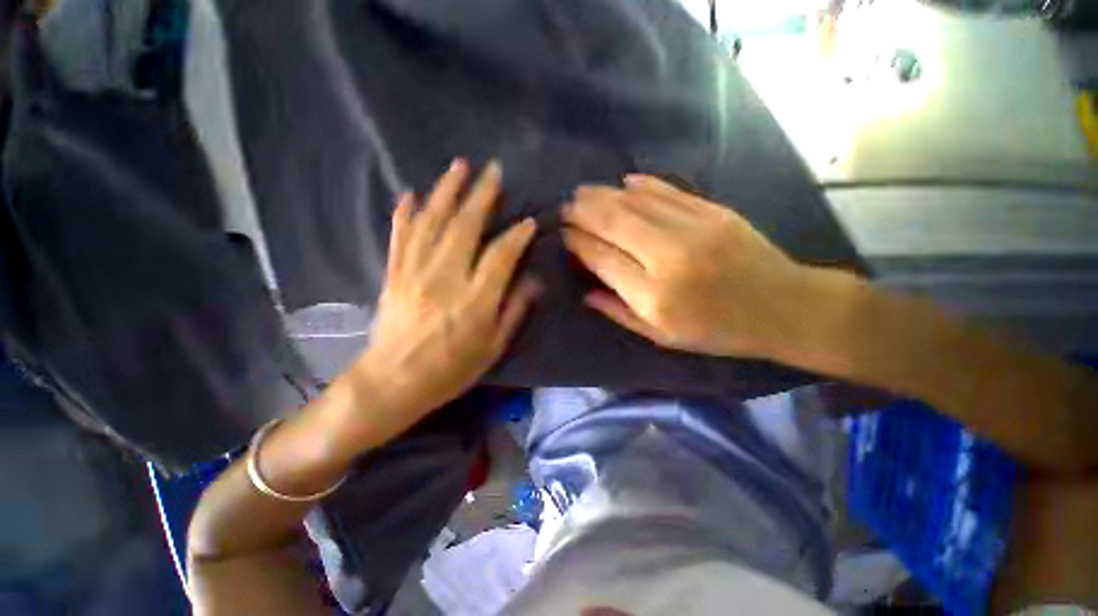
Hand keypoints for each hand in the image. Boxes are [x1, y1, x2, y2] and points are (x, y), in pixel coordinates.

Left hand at [334, 160, 538, 447]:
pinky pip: (400, 235)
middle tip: (493, 170)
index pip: (501, 255)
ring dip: (446, 191)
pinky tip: (411, 194)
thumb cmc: (452, 368)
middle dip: (482, 195)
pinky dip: (405, 212)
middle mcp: (446, 277)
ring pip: (432, 221)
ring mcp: (415, 271)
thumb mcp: (493, 347)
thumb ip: (514, 310)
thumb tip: (533, 281)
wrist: (394, 381)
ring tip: (458, 166)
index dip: (517, 235)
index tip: (528, 221)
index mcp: (475, 299)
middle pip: (465, 226)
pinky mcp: (394, 272)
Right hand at [563, 174, 825, 360]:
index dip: (577, 242)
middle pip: (613, 223)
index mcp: (652, 295)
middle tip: (565, 206)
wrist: (783, 307)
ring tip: (583, 192)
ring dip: (604, 194)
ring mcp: (693, 228)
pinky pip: (667, 191)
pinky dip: (641, 185)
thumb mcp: (661, 336)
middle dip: (582, 211)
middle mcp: (667, 257)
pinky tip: (623, 183)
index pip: (601, 257)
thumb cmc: (716, 331)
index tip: (562, 234)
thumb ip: (619, 312)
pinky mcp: (713, 211)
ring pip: (635, 202)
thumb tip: (585, 292)